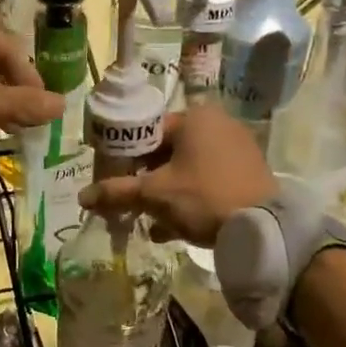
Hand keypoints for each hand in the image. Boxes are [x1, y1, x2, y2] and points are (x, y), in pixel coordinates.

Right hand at [77, 104, 275, 245]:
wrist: (263, 229)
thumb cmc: (203, 198)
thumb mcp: (154, 195)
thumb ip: (117, 192)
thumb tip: (82, 197)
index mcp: (195, 117)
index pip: (147, 132)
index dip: (126, 157)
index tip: (115, 180)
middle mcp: (218, 124)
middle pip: (168, 151)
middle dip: (146, 179)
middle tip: (131, 202)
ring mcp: (238, 148)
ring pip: (188, 168)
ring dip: (166, 192)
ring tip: (150, 220)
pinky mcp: (249, 172)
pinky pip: (208, 180)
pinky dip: (190, 198)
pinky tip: (174, 227)